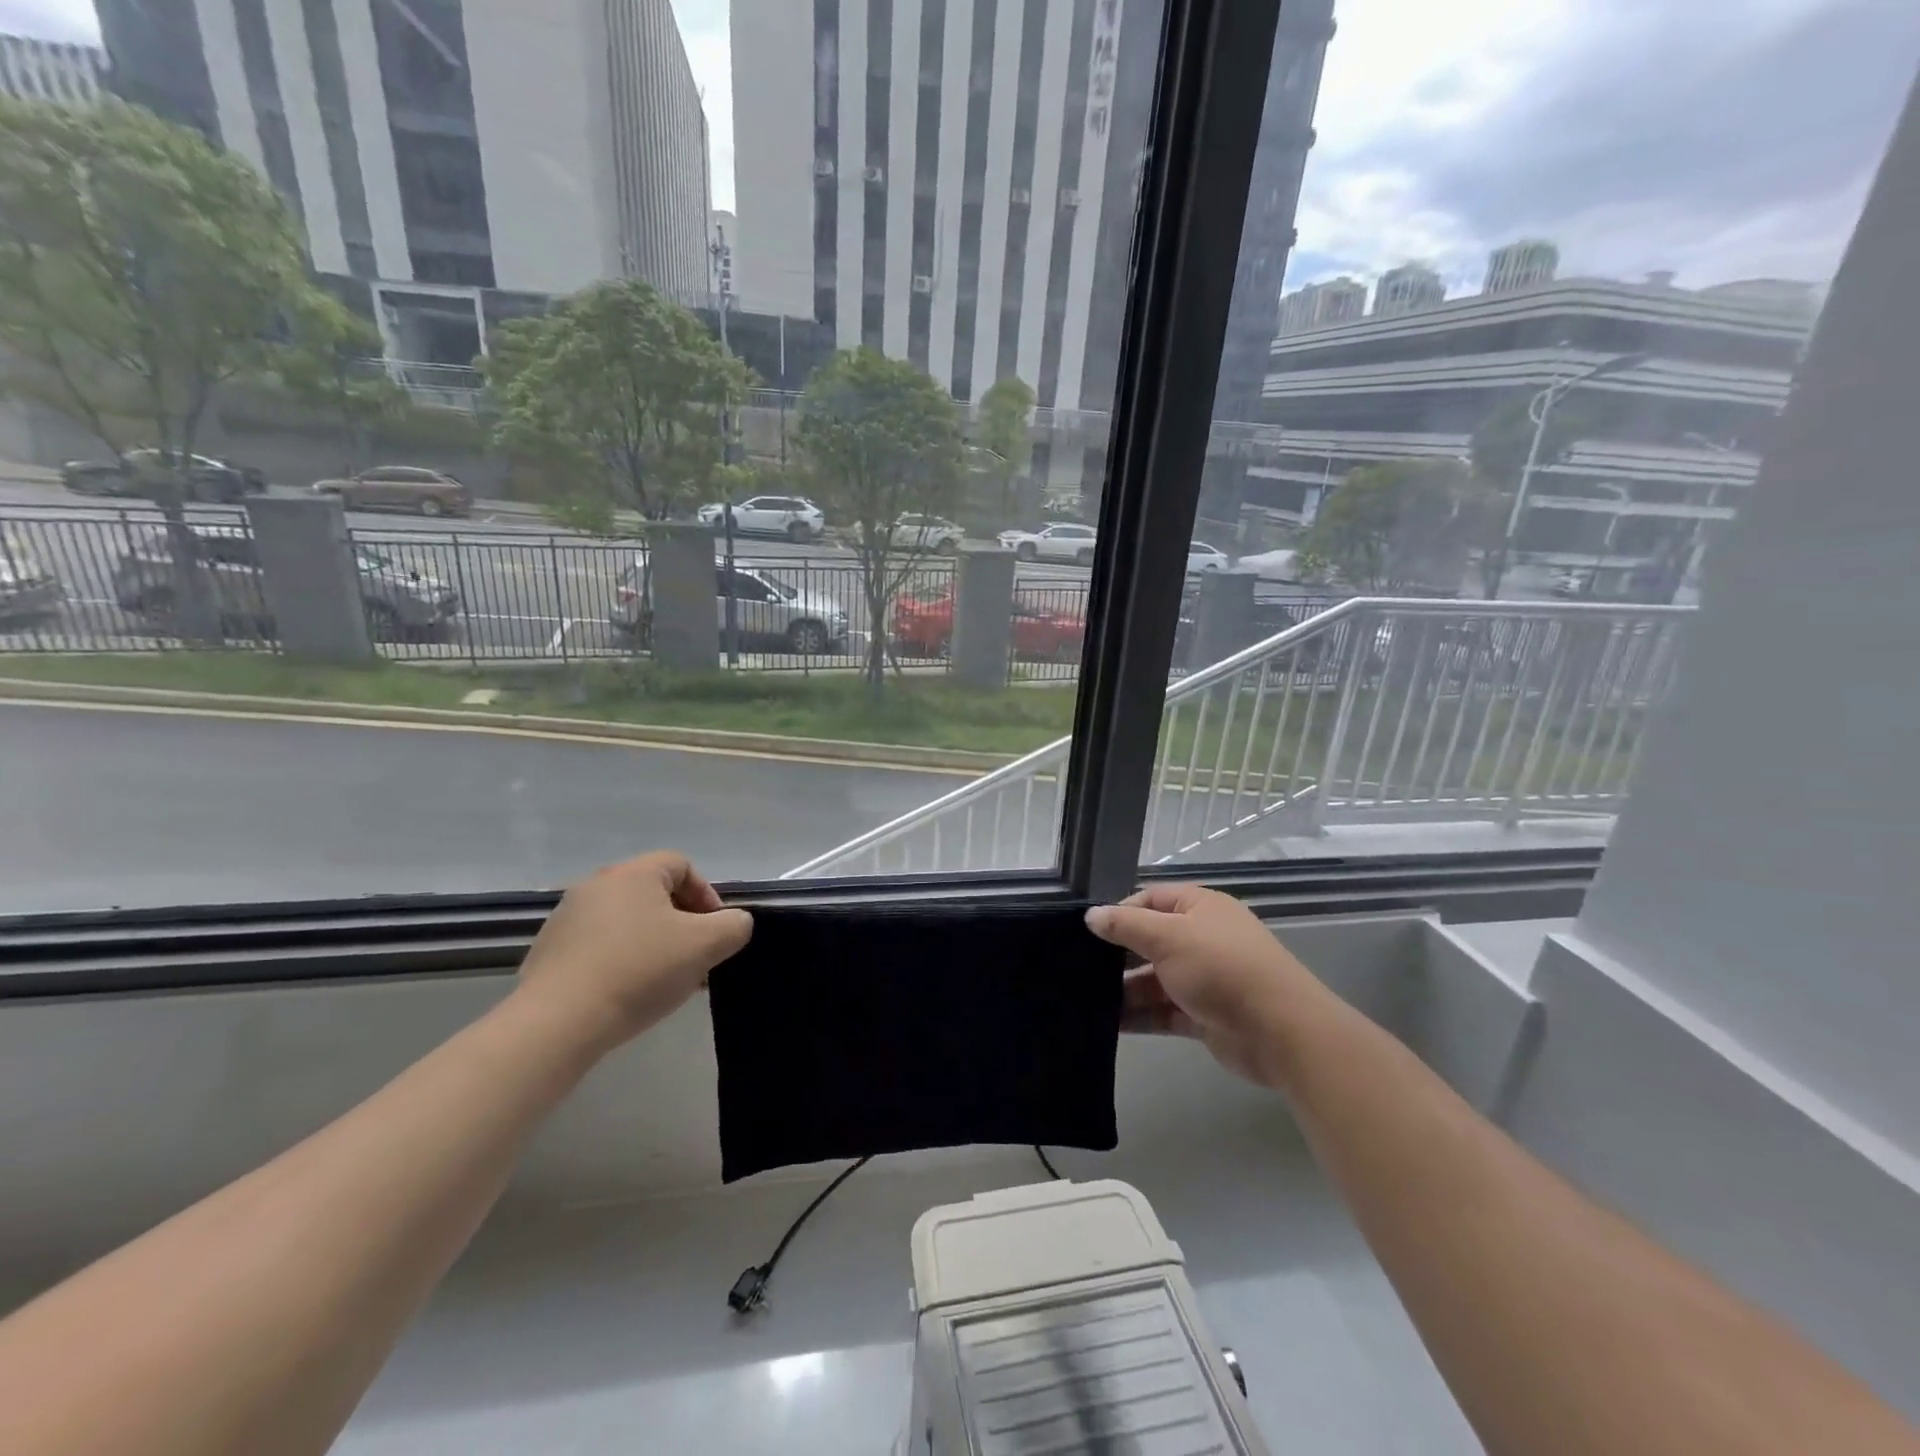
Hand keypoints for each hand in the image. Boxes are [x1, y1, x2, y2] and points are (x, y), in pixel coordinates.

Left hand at [516, 851, 751, 1047]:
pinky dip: (621, 961)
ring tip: (664, 981)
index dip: (707, 895)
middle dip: (682, 923)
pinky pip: (599, 946)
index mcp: (634, 874)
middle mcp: (596, 885)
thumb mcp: (706, 946)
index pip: (682, 865)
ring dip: (653, 943)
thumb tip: (735, 923)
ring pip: (627, 922)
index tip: (715, 931)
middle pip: (654, 894)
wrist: (557, 1023)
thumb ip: (734, 926)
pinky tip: (628, 993)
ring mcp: (566, 918)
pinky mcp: (548, 952)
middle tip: (695, 958)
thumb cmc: (639, 971)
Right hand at [1086, 885, 1329, 1090]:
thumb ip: (1126, 926)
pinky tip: (1107, 1024)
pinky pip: (1163, 1011)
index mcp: (1200, 907)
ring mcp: (1204, 979)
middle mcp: (1202, 938)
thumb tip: (1091, 915)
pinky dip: (1139, 1016)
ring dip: (1124, 990)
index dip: (1119, 912)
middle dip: (1117, 955)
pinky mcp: (1204, 1016)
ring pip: (1154, 980)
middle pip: (1150, 941)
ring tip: (1085, 1000)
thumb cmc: (1221, 967)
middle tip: (1077, 967)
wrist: (1280, 1030)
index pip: (1150, 900)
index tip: (1088, 932)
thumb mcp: (1168, 936)